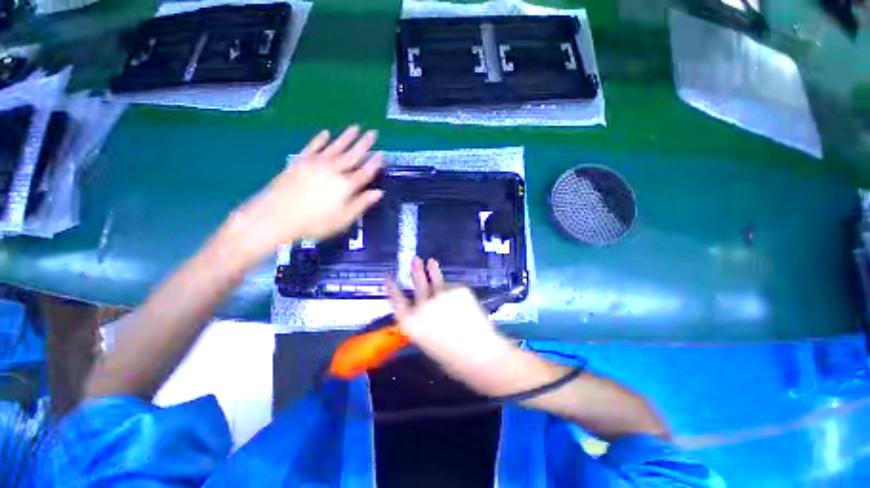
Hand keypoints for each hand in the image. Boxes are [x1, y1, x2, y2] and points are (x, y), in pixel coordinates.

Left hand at [216, 126, 383, 271]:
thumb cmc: (314, 222)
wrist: (276, 216)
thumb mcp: (343, 219)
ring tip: (355, 127)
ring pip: (335, 146)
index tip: (382, 154)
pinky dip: (320, 139)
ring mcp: (316, 163)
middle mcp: (333, 170)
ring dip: (346, 137)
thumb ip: (361, 204)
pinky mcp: (300, 161)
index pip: (365, 172)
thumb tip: (378, 193)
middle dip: (364, 144)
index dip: (375, 163)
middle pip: (352, 155)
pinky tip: (325, 133)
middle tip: (373, 132)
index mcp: (346, 185)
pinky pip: (313, 146)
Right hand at [387, 257, 511, 381]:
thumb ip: (424, 325)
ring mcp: (440, 295)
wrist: (481, 355)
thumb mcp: (429, 344)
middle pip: (418, 286)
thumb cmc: (453, 359)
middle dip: (416, 272)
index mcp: (411, 323)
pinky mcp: (457, 289)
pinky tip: (462, 301)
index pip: (397, 302)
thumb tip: (427, 311)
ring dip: (432, 271)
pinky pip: (454, 289)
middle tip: (415, 260)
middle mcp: (422, 306)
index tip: (389, 277)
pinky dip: (456, 293)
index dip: (392, 289)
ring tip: (431, 261)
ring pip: (436, 281)